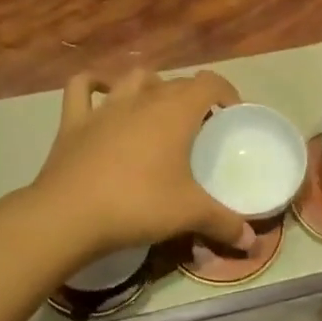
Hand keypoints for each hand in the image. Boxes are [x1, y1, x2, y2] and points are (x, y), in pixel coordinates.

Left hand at [31, 69, 256, 259]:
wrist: (70, 215)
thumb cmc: (138, 205)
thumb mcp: (189, 214)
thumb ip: (224, 223)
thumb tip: (251, 242)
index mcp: (175, 112)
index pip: (209, 83)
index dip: (226, 92)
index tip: (231, 114)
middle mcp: (142, 99)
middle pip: (174, 83)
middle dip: (191, 96)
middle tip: (199, 126)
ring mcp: (104, 107)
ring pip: (133, 78)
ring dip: (150, 85)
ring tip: (157, 107)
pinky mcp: (73, 120)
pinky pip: (81, 88)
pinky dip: (93, 84)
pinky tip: (100, 92)